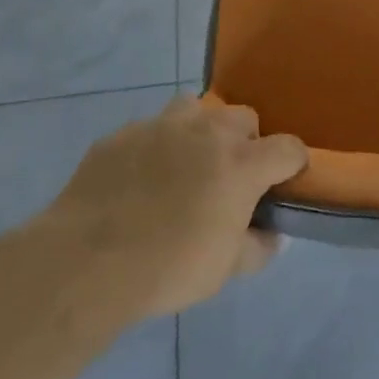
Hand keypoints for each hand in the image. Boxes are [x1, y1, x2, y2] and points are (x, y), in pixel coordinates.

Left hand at [46, 96, 306, 317]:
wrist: (85, 263)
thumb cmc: (168, 268)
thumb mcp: (224, 270)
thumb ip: (257, 248)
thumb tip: (272, 236)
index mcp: (241, 163)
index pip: (288, 147)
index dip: (293, 163)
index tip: (285, 181)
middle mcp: (207, 133)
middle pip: (243, 117)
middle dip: (246, 141)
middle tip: (230, 176)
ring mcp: (160, 128)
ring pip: (194, 107)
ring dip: (200, 129)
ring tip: (187, 162)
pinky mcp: (120, 135)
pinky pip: (148, 129)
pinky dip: (154, 146)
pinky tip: (139, 178)